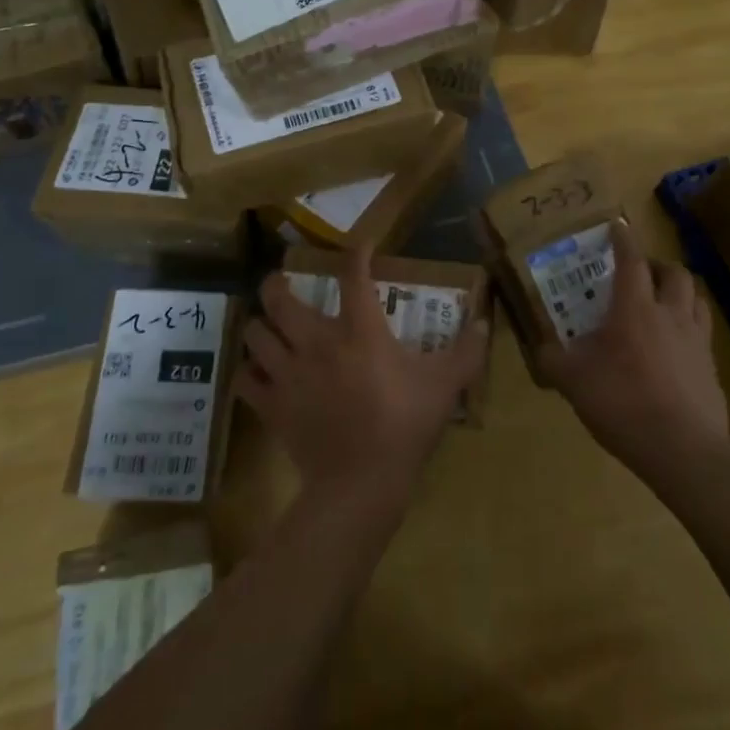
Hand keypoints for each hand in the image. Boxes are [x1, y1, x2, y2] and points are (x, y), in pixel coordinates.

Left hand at [238, 247, 489, 503]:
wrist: (361, 484)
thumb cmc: (404, 426)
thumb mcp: (445, 386)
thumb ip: (467, 352)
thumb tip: (485, 323)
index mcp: (359, 331)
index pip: (353, 276)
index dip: (355, 253)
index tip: (360, 245)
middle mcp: (316, 341)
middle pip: (278, 298)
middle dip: (276, 284)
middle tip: (282, 284)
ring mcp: (287, 373)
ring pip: (254, 333)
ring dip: (260, 325)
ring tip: (269, 326)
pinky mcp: (270, 405)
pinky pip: (244, 378)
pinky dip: (248, 370)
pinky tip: (260, 371)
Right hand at [535, 221, 729, 483]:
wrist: (683, 450)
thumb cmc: (623, 402)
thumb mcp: (573, 382)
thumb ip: (553, 360)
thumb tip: (540, 349)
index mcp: (635, 308)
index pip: (632, 260)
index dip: (624, 240)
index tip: (618, 227)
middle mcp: (670, 315)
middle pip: (675, 273)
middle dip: (658, 265)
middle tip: (642, 273)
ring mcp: (697, 341)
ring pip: (697, 299)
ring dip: (680, 292)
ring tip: (664, 303)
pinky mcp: (712, 370)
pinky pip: (704, 335)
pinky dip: (690, 329)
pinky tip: (676, 349)